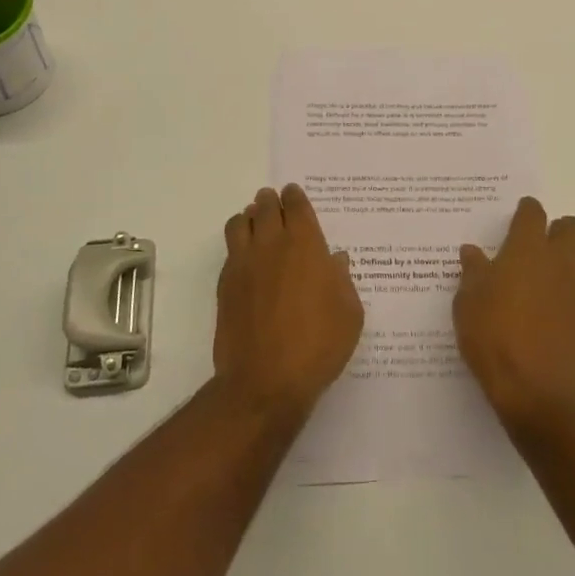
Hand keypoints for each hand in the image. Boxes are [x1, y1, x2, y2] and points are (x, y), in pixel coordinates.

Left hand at [214, 184, 363, 421]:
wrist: (264, 381)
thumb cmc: (317, 346)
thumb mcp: (349, 314)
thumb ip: (342, 281)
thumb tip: (335, 260)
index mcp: (305, 245)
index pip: (296, 206)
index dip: (295, 196)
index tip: (293, 194)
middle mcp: (271, 245)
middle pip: (265, 207)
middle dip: (271, 201)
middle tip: (275, 202)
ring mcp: (244, 263)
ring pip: (239, 222)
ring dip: (249, 217)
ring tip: (255, 223)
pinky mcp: (225, 284)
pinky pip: (230, 250)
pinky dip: (237, 243)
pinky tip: (246, 257)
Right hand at [454, 197, 574, 436]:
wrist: (540, 395)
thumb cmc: (494, 342)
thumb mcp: (468, 305)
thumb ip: (473, 273)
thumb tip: (472, 251)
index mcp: (526, 250)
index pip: (533, 213)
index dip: (526, 212)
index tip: (519, 219)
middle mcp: (559, 261)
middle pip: (572, 226)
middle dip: (558, 229)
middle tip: (540, 247)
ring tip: (560, 271)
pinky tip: (565, 307)